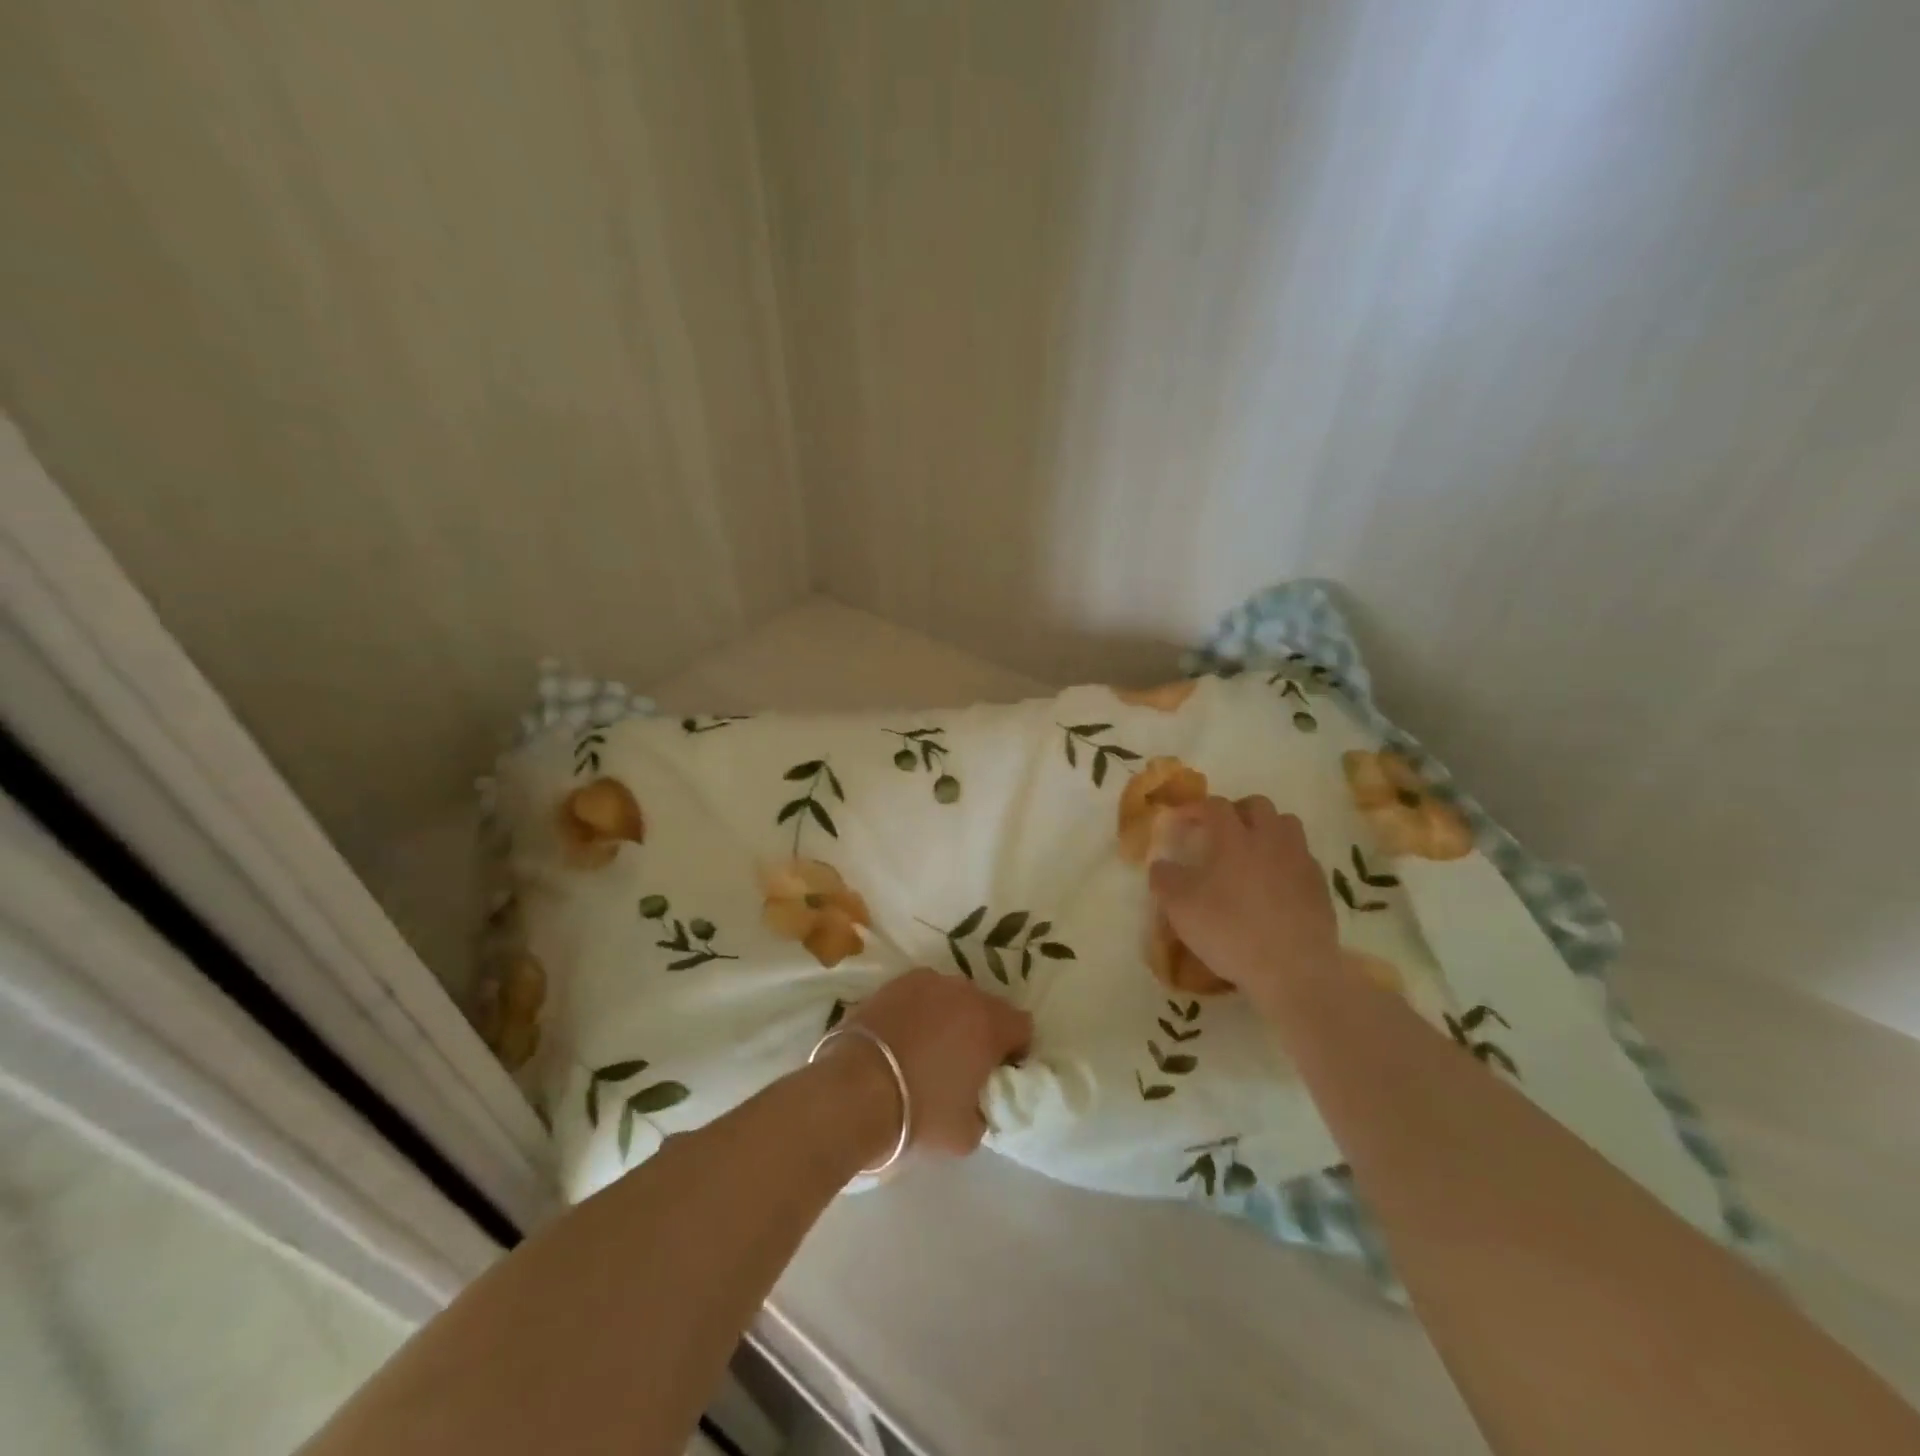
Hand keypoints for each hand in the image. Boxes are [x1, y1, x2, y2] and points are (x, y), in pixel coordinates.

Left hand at [840, 967, 1031, 1156]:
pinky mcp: (895, 982)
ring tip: (929, 1046)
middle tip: (964, 1061)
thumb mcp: (966, 1134)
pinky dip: (920, 1010)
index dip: (1016, 1049)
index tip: (999, 1071)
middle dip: (982, 1030)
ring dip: (951, 1016)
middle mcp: (965, 993)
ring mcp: (928, 982)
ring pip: (953, 997)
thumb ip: (984, 1112)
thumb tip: (978, 1103)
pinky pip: (921, 993)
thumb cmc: (920, 1112)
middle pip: (987, 1007)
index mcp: (991, 1024)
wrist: (856, 1089)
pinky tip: (904, 1035)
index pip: (1022, 1026)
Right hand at [1147, 795, 1341, 1005]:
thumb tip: (1161, 864)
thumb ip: (1164, 879)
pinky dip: (1286, 859)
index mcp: (1234, 838)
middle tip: (1220, 832)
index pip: (1214, 806)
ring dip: (1267, 830)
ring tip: (1251, 852)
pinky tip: (1275, 883)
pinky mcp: (1320, 886)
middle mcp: (1270, 840)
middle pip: (1257, 805)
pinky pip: (1303, 857)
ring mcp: (1300, 861)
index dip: (1195, 808)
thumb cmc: (1229, 931)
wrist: (1291, 970)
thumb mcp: (1180, 907)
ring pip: (1287, 825)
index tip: (1181, 821)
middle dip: (1236, 812)